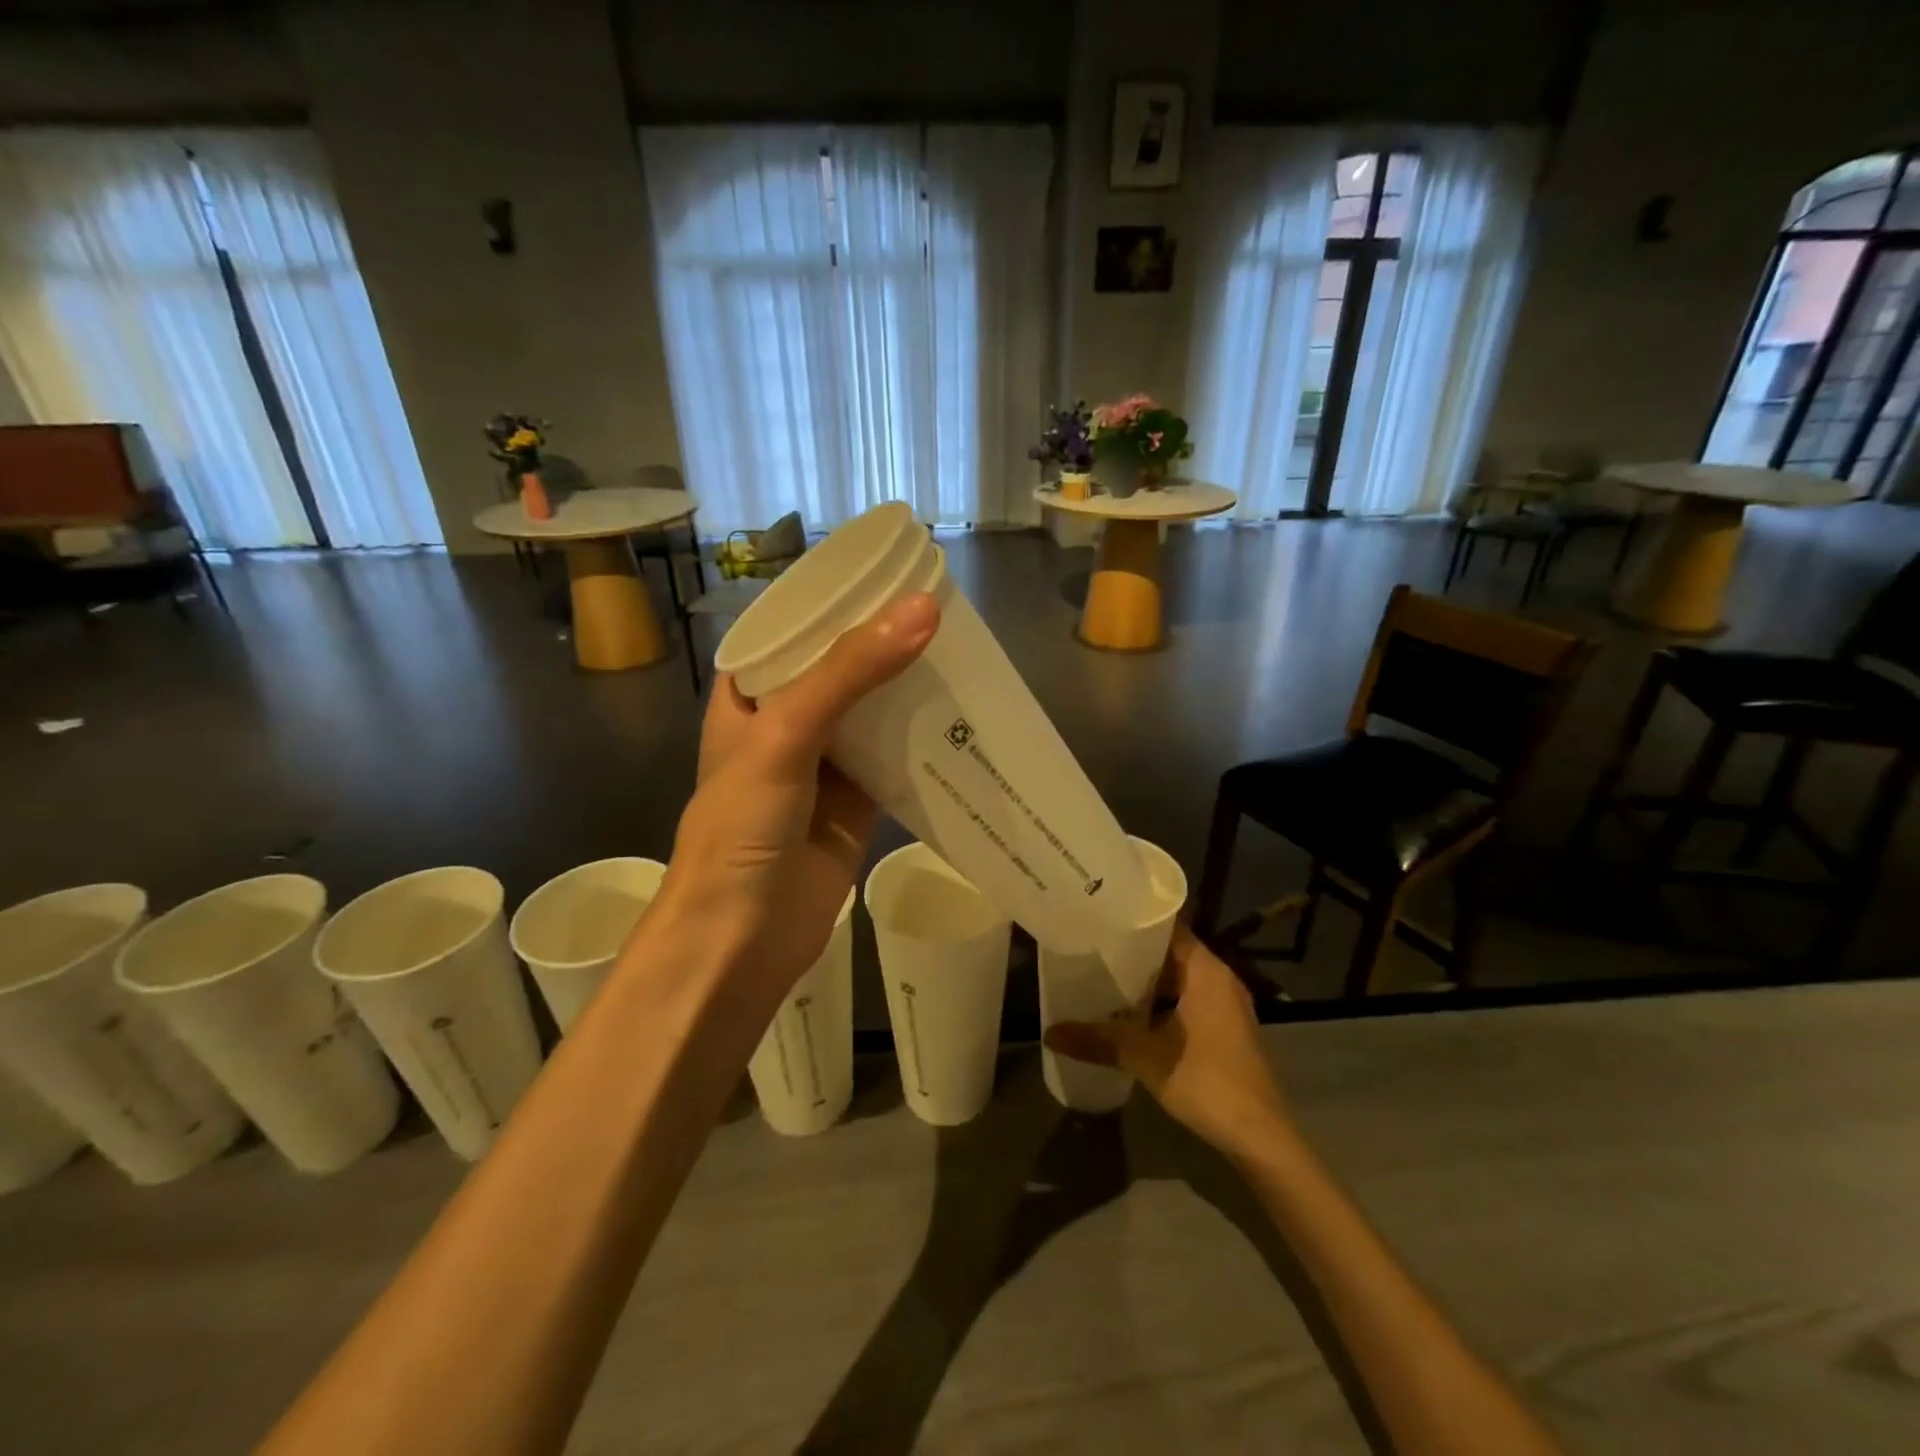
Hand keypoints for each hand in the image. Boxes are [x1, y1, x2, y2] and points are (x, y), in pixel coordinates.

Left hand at [657, 591, 939, 1006]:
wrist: (742, 937)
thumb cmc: (742, 827)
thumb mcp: (786, 734)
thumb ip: (850, 672)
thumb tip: (922, 608)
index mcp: (750, 695)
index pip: (796, 629)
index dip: (840, 601)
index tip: (893, 571)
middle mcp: (786, 723)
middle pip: (842, 668)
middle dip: (886, 643)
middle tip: (945, 608)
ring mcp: (824, 764)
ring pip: (873, 711)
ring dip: (909, 687)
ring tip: (962, 648)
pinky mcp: (857, 802)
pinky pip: (895, 757)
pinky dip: (923, 739)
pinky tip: (961, 713)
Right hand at [1044, 927, 1290, 1158]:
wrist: (1260, 1138)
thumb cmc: (1206, 1081)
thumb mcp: (1144, 1057)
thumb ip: (1097, 1039)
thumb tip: (1049, 1032)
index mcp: (1206, 970)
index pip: (1167, 926)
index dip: (1133, 921)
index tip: (1099, 920)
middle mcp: (1219, 978)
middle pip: (1170, 953)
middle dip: (1132, 954)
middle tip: (1091, 950)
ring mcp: (1225, 1005)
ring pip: (1178, 980)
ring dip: (1145, 982)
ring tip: (1102, 979)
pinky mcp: (1225, 1030)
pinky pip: (1186, 1002)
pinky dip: (1160, 1004)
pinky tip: (1129, 1016)